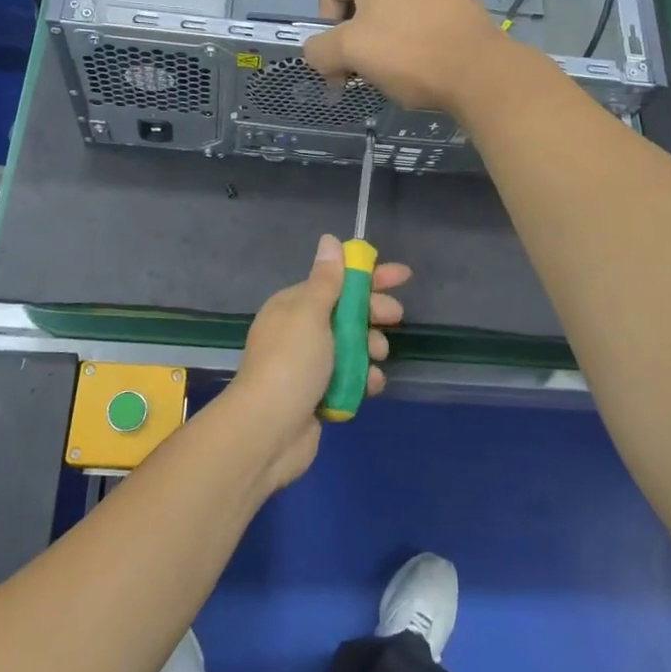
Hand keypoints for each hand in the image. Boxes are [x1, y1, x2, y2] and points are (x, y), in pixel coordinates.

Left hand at [221, 234, 411, 488]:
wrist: (268, 431)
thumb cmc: (291, 362)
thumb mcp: (310, 312)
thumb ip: (326, 280)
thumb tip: (328, 240)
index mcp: (293, 306)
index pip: (335, 282)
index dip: (368, 276)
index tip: (402, 276)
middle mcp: (300, 332)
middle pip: (346, 313)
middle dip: (373, 313)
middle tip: (394, 317)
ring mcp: (309, 366)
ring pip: (352, 348)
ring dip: (370, 348)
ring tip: (377, 356)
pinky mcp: (318, 396)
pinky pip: (350, 379)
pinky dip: (364, 379)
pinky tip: (373, 384)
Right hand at [303, 0, 513, 115]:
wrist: (479, 71)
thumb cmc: (408, 55)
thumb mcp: (348, 53)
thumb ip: (319, 50)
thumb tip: (319, 53)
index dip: (324, 21)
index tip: (340, 55)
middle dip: (355, 33)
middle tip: (363, 68)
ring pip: (394, 7)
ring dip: (384, 36)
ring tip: (396, 68)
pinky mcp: (463, 0)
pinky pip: (424, 15)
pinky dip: (415, 35)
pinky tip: (424, 62)